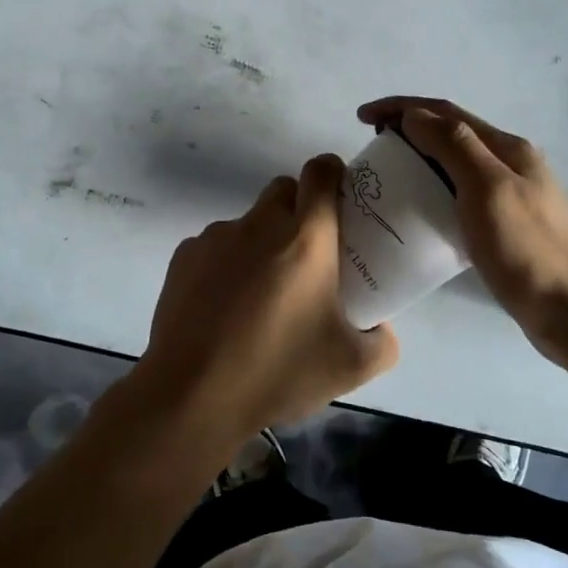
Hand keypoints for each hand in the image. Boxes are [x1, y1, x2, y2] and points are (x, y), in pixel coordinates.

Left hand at [135, 154, 399, 447]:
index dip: (333, 173)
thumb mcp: (350, 367)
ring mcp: (216, 237)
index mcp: (306, 238)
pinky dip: (226, 264)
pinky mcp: (185, 256)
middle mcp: (260, 224)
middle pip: (284, 190)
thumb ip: (382, 342)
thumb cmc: (277, 372)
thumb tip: (382, 328)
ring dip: (261, 242)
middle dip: (299, 208)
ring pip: (248, 222)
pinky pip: (216, 246)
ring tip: (261, 295)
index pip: (321, 173)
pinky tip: (224, 308)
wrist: (192, 394)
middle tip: (308, 254)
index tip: (341, 196)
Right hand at [357, 97, 567, 357]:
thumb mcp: (488, 189)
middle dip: (408, 130)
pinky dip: (431, 190)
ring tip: (387, 176)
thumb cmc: (527, 248)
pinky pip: (458, 194)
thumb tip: (414, 115)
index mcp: (507, 148)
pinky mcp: (503, 225)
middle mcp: (509, 163)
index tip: (362, 118)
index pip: (446, 113)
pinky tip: (416, 210)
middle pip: (450, 134)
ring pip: (453, 164)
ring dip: (418, 159)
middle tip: (372, 149)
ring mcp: (508, 195)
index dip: (401, 108)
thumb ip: (453, 146)